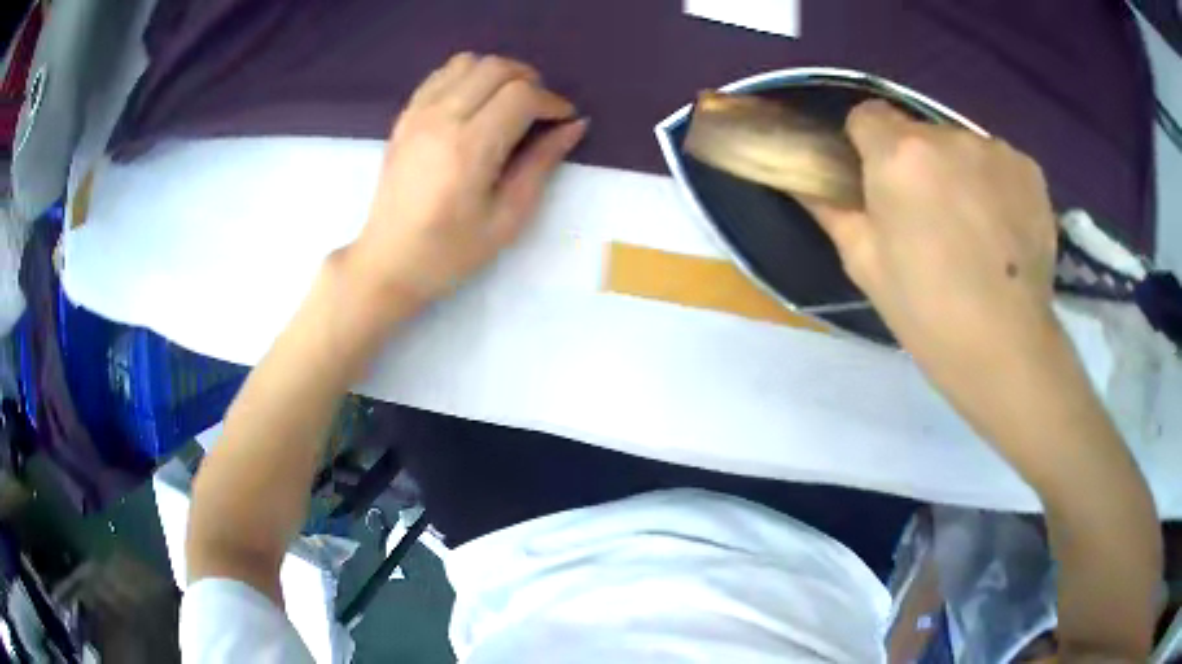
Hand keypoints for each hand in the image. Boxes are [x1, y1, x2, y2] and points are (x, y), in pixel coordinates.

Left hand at [347, 53, 586, 310]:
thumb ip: (541, 164)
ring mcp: (418, 113)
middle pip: (496, 68)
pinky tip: (476, 103)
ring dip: (498, 73)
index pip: (521, 95)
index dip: (551, 101)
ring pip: (468, 62)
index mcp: (469, 148)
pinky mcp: (405, 117)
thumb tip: (574, 126)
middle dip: (530, 81)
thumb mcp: (507, 217)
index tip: (564, 119)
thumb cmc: (451, 250)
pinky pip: (441, 74)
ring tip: (510, 102)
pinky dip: (468, 77)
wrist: (389, 261)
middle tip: (541, 110)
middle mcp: (441, 118)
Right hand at [809, 101, 1060, 381]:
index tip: (878, 184)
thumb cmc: (927, 311)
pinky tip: (1001, 229)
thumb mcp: (864, 264)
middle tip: (927, 219)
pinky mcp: (1030, 169)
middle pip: (918, 132)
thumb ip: (830, 208)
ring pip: (961, 147)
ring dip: (958, 172)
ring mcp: (995, 149)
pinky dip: (994, 184)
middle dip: (916, 163)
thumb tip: (804, 180)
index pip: (867, 114)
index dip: (867, 146)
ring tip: (971, 229)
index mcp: (899, 154)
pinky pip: (998, 162)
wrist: (1006, 349)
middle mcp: (947, 136)